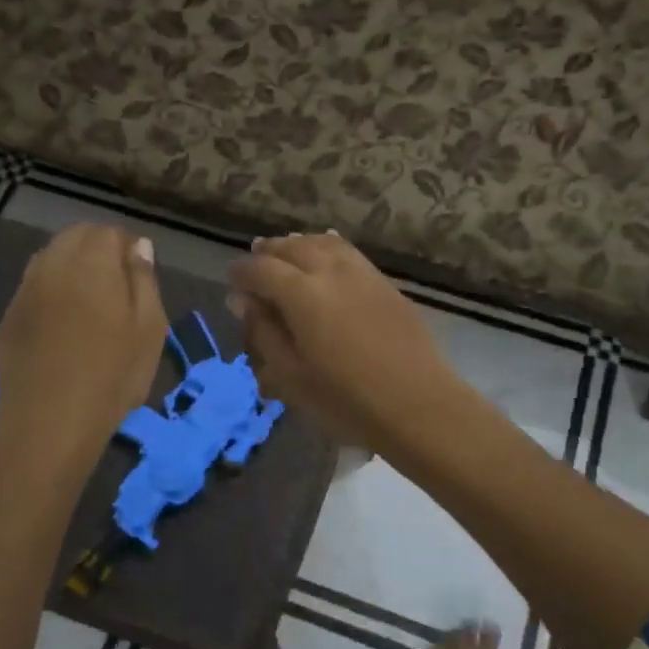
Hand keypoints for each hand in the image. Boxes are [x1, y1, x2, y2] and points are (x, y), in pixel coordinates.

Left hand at [0, 224, 167, 477]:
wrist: (49, 426)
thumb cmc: (113, 377)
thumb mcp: (150, 329)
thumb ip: (144, 280)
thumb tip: (138, 246)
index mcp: (91, 262)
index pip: (108, 231)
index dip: (127, 246)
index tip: (140, 273)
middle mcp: (52, 265)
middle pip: (75, 237)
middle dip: (98, 250)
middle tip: (118, 286)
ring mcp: (24, 291)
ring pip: (50, 259)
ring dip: (72, 267)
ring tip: (91, 303)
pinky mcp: (8, 319)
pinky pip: (33, 288)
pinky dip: (51, 292)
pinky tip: (64, 325)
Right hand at [228, 232, 462, 455]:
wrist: (418, 405)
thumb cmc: (346, 400)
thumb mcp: (291, 376)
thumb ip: (264, 332)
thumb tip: (244, 301)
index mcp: (302, 294)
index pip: (262, 270)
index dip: (242, 272)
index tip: (231, 279)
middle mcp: (331, 272)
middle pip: (293, 248)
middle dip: (269, 252)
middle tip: (255, 260)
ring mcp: (363, 274)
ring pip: (324, 243)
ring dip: (299, 244)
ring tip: (287, 252)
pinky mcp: (386, 284)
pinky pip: (349, 253)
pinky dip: (328, 248)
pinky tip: (325, 258)